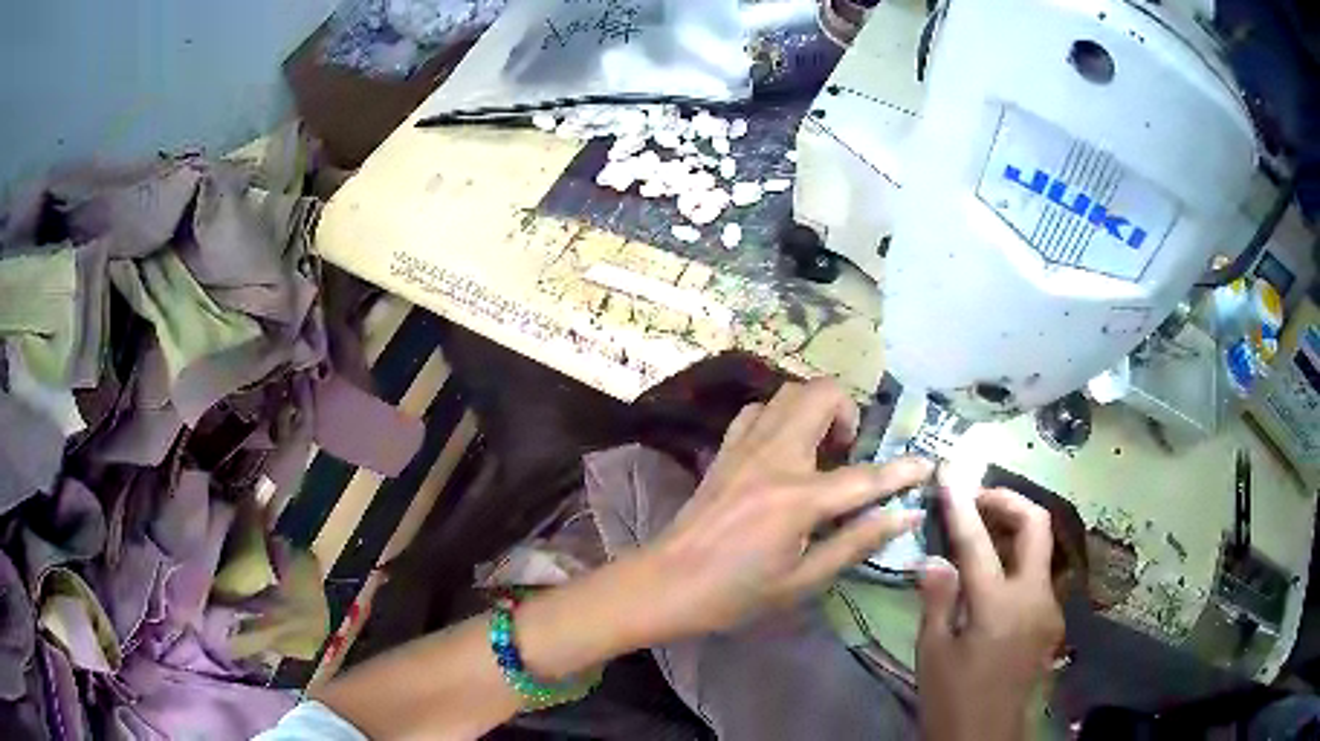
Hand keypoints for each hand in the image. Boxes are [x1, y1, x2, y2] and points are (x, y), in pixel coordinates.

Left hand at [640, 377, 933, 640]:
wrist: (666, 583)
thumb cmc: (736, 593)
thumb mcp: (803, 579)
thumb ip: (856, 541)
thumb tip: (903, 514)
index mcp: (797, 498)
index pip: (865, 477)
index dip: (903, 471)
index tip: (927, 464)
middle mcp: (774, 458)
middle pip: (821, 395)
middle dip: (849, 412)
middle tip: (849, 452)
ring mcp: (744, 447)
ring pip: (788, 393)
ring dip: (815, 409)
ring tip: (820, 451)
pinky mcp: (724, 449)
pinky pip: (758, 411)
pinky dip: (780, 416)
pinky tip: (783, 450)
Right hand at [917, 487, 1064, 740]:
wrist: (987, 737)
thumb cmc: (953, 699)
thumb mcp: (933, 653)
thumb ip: (938, 600)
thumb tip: (935, 559)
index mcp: (998, 606)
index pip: (978, 541)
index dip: (961, 503)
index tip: (949, 470)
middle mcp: (1034, 596)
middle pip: (1036, 524)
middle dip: (1007, 500)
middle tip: (976, 500)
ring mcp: (1049, 607)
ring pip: (1041, 549)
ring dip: (1013, 531)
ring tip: (980, 537)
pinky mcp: (1051, 620)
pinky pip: (1037, 576)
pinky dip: (1016, 563)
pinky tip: (993, 581)